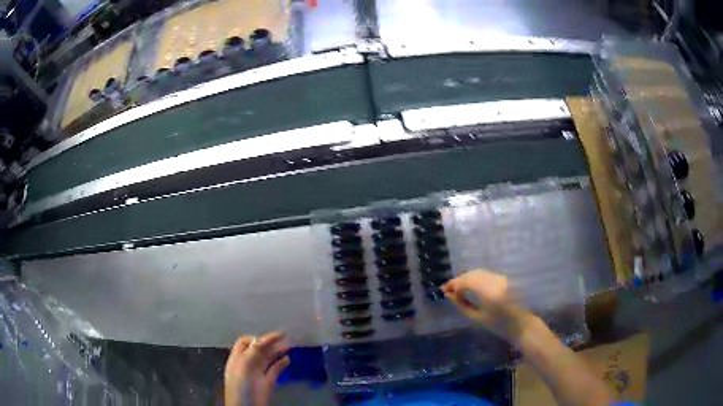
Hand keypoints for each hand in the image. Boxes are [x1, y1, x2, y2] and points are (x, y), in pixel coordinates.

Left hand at [224, 331, 290, 405]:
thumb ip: (252, 353)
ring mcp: (258, 372)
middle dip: (269, 342)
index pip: (246, 342)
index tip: (271, 336)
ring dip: (277, 351)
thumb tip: (261, 340)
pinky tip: (288, 359)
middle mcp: (248, 363)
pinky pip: (275, 369)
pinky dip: (281, 363)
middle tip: (283, 338)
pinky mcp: (268, 382)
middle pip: (258, 349)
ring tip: (288, 347)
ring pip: (268, 358)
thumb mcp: (244, 365)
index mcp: (238, 358)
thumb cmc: (241, 385)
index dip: (258, 337)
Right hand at [443, 270, 534, 341]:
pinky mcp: (504, 278)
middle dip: (459, 280)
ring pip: (479, 272)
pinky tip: (470, 286)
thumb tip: (449, 295)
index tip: (445, 292)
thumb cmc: (499, 325)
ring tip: (458, 289)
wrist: (522, 324)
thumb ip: (462, 305)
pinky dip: (475, 278)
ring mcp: (501, 277)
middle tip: (448, 289)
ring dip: (467, 278)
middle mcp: (495, 280)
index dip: (454, 285)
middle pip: (472, 274)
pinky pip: (486, 274)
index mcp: (488, 291)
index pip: (466, 281)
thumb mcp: (477, 318)